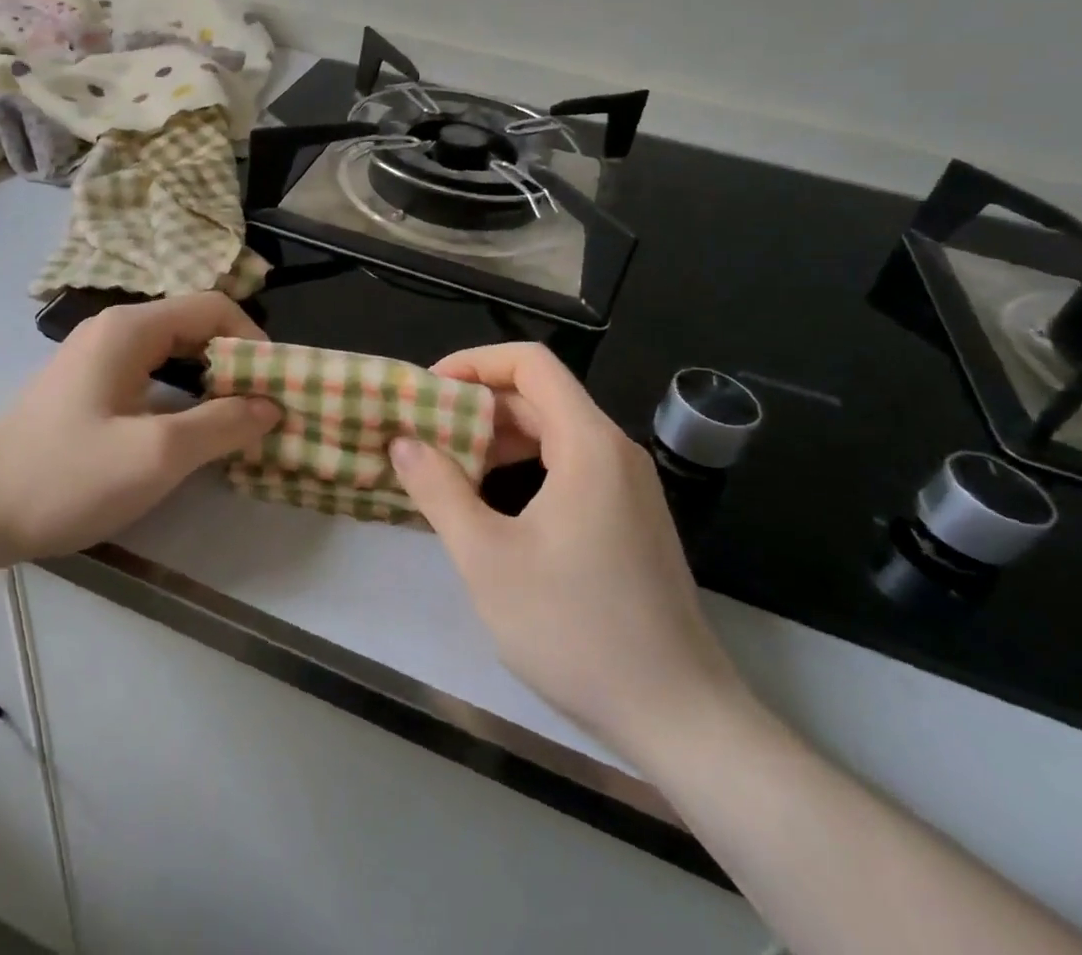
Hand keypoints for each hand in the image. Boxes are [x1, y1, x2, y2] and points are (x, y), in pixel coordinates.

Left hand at [0, 294, 279, 562]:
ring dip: (210, 384)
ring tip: (237, 424)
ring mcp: (96, 360)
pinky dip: (181, 398)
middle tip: (264, 409)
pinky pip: (150, 378)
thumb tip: (272, 405)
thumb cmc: (65, 475)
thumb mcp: (156, 455)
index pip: (213, 308)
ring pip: (172, 355)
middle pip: (194, 328)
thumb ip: (222, 425)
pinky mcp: (86, 390)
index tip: (277, 386)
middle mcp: (114, 331)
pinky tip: (190, 434)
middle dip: (235, 364)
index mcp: (131, 328)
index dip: (253, 340)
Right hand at [388, 343, 747, 768]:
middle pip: (539, 397)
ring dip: (497, 440)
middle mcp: (614, 451)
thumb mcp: (488, 558)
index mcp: (588, 444)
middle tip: (423, 432)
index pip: (530, 363)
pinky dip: (524, 468)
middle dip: (477, 406)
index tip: (428, 391)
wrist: (679, 718)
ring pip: (553, 434)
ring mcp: (627, 487)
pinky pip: (569, 467)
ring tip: (445, 468)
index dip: (474, 363)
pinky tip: (489, 504)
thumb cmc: (576, 630)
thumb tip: (402, 442)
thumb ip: (439, 490)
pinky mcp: (629, 520)